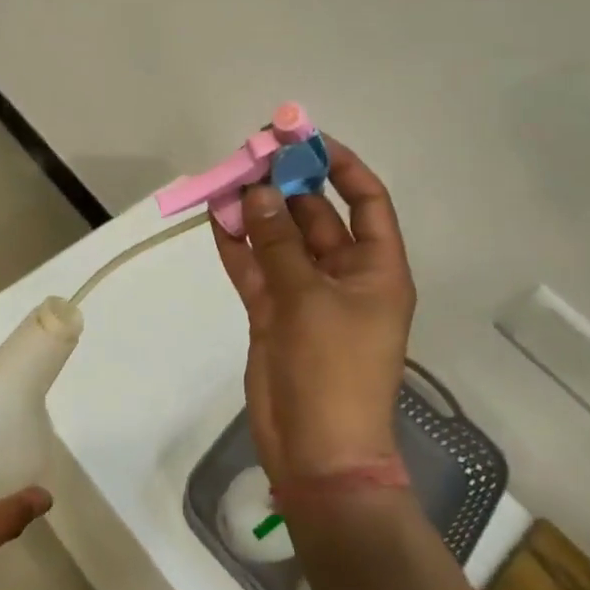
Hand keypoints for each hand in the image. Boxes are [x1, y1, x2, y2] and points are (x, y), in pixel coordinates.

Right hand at [212, 136, 415, 484]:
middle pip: (315, 216)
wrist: (317, 450)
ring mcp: (305, 294)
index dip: (340, 166)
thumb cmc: (333, 371)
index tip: (304, 139)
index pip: (366, 202)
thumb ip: (279, 243)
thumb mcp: (309, 300)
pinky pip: (255, 267)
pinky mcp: (273, 312)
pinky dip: (236, 245)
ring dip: (255, 212)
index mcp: (375, 269)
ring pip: (278, 239)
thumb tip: (256, 192)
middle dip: (285, 185)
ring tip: (226, 178)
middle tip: (250, 154)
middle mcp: (342, 274)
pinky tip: (215, 217)